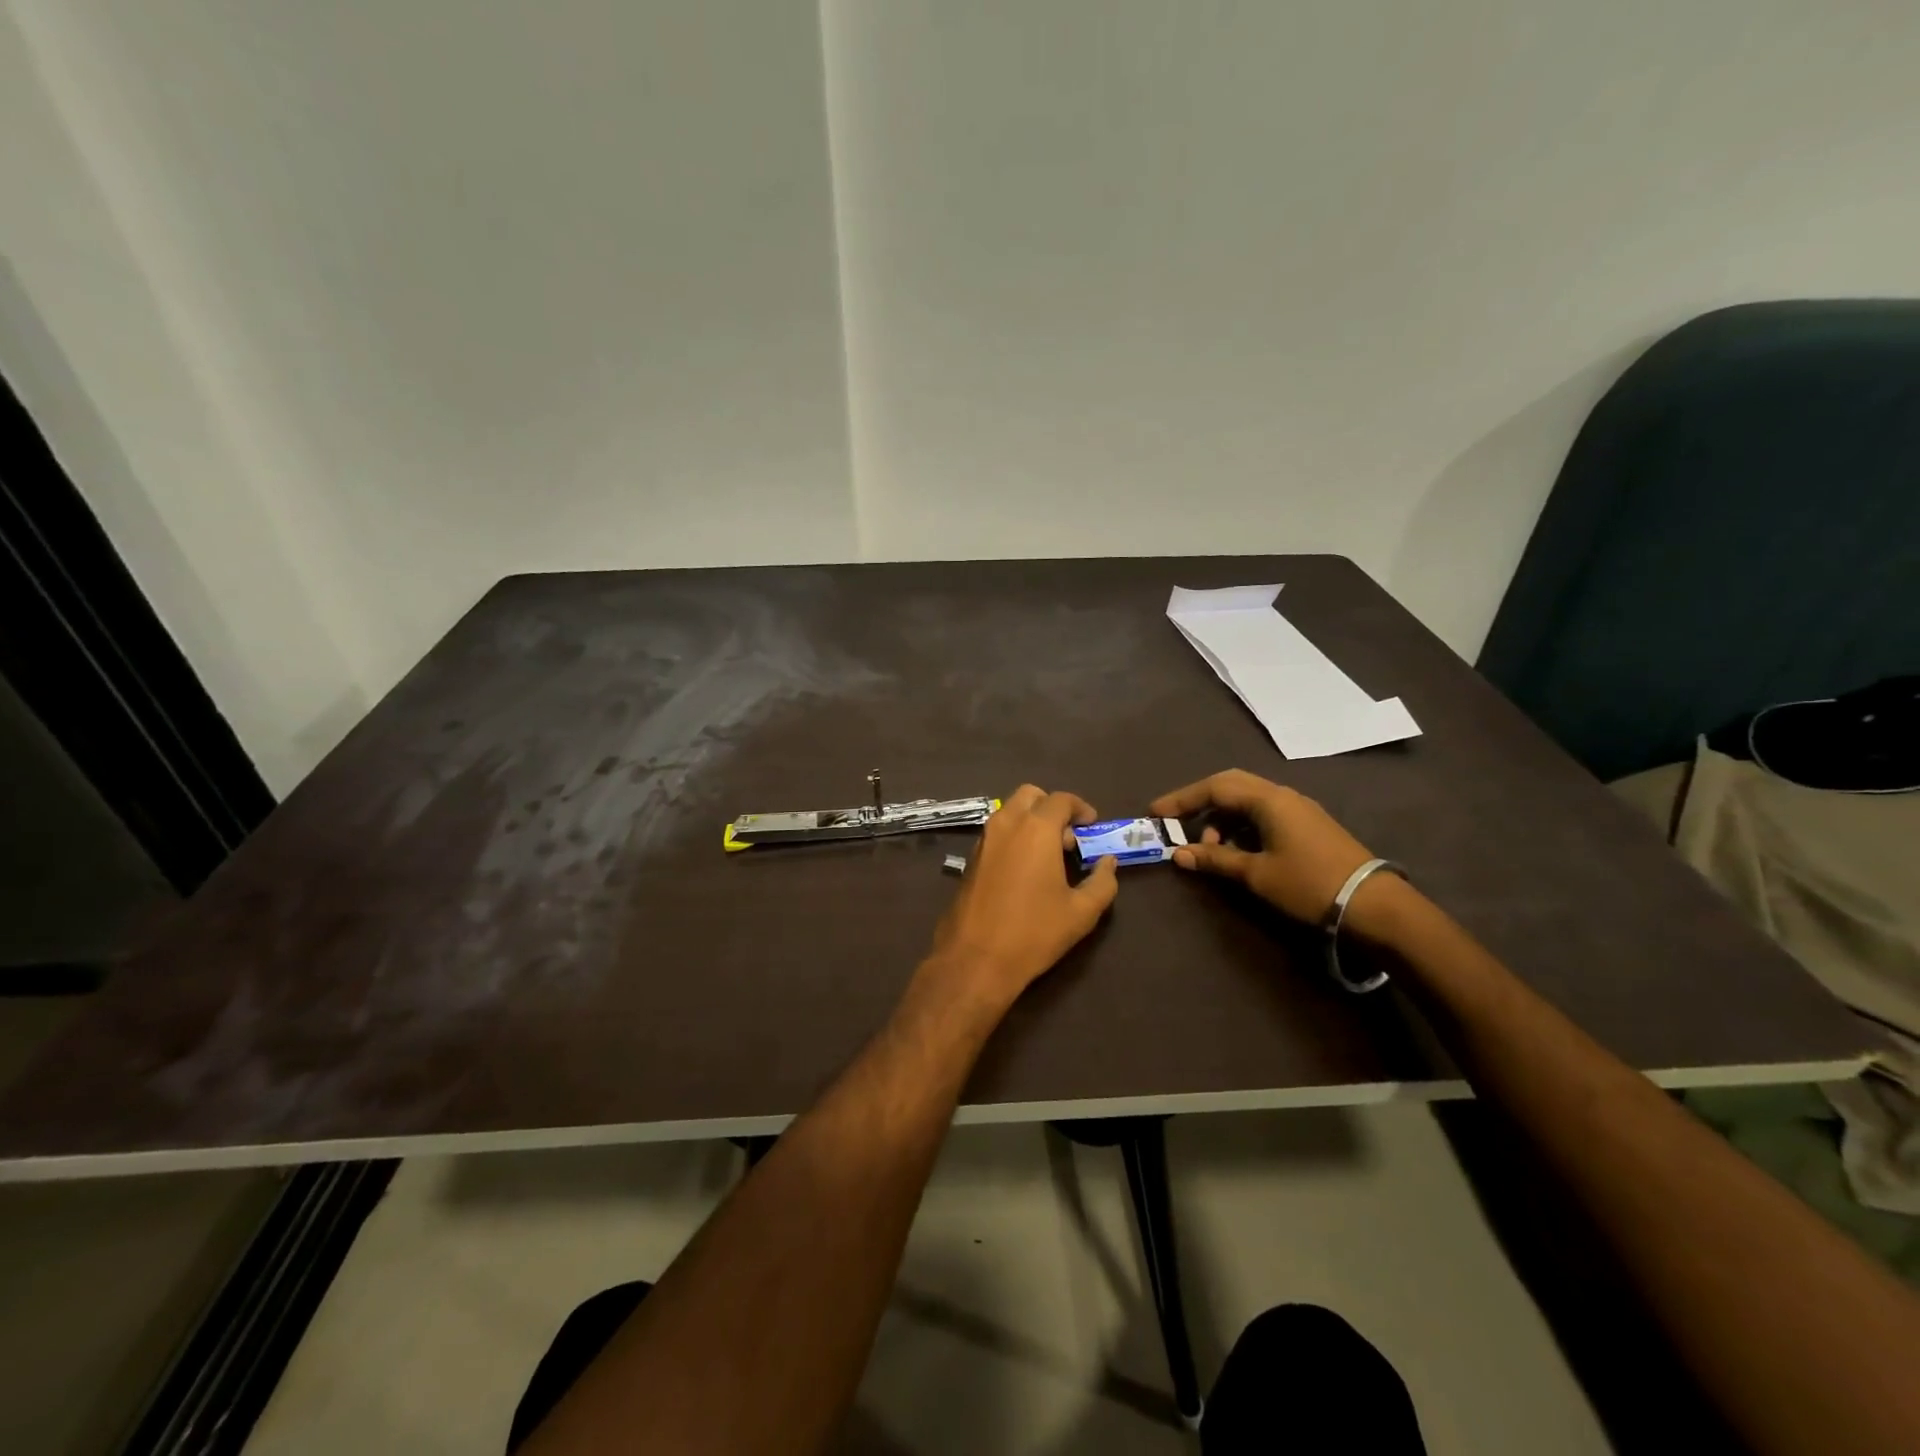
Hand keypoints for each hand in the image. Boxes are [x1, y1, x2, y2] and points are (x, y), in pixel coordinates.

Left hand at [922, 785, 1119, 1013]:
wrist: (975, 959)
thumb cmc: (1034, 932)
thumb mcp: (1081, 912)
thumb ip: (1102, 882)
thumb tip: (1108, 863)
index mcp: (1035, 829)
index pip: (1061, 800)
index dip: (1081, 808)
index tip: (1092, 826)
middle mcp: (1006, 824)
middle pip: (1031, 795)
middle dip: (1052, 808)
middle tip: (1068, 838)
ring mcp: (983, 840)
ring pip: (1010, 812)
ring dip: (1032, 821)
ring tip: (1049, 856)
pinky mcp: (970, 859)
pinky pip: (996, 832)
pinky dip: (1014, 836)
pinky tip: (1026, 870)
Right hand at [1150, 769, 1374, 923]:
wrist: (1374, 905)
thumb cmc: (1309, 884)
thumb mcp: (1256, 874)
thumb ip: (1216, 859)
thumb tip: (1180, 854)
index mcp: (1268, 799)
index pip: (1215, 788)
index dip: (1182, 799)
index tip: (1155, 813)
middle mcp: (1283, 795)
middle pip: (1231, 786)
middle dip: (1201, 802)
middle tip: (1177, 821)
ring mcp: (1299, 809)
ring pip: (1249, 801)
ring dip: (1223, 818)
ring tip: (1212, 848)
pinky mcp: (1309, 825)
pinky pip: (1264, 814)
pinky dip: (1243, 826)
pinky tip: (1238, 851)